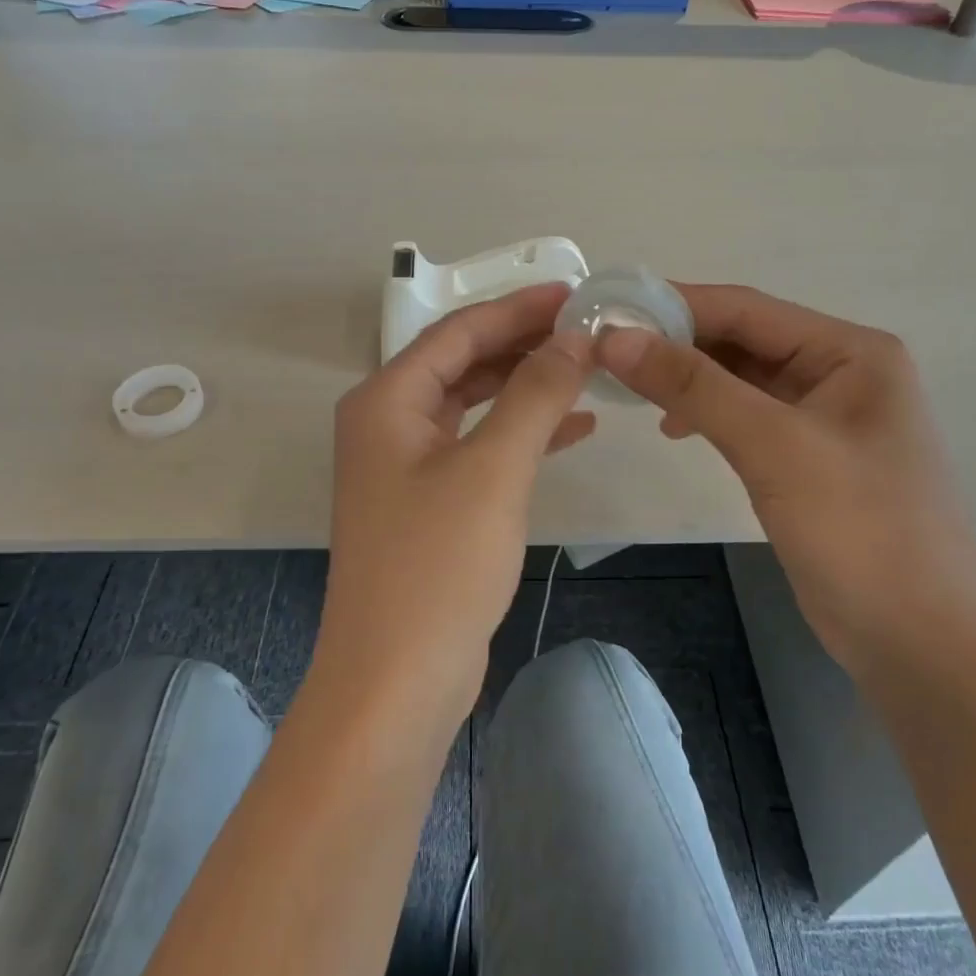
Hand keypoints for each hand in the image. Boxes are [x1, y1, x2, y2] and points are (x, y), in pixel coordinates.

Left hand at [313, 283, 594, 723]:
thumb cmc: (438, 564)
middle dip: (524, 343)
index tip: (574, 294)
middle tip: (587, 329)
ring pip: (474, 403)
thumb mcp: (493, 468)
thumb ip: (535, 394)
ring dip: (527, 385)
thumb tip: (575, 337)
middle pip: (464, 362)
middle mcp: (389, 422)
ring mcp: (407, 464)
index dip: (518, 308)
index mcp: (387, 400)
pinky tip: (574, 427)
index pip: (459, 331)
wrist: (397, 680)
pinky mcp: (430, 501)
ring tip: (587, 369)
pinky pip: (479, 445)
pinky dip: (523, 432)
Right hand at [596, 285, 975, 661]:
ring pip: (740, 378)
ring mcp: (825, 416)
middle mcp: (841, 371)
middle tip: (605, 352)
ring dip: (687, 379)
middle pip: (742, 339)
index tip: (607, 310)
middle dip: (676, 343)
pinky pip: (746, 416)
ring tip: (630, 388)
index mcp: (850, 351)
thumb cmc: (860, 532)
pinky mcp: (808, 457)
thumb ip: (694, 386)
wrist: (922, 645)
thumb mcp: (773, 447)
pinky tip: (673, 428)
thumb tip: (614, 338)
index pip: (746, 308)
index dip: (674, 304)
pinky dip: (706, 414)